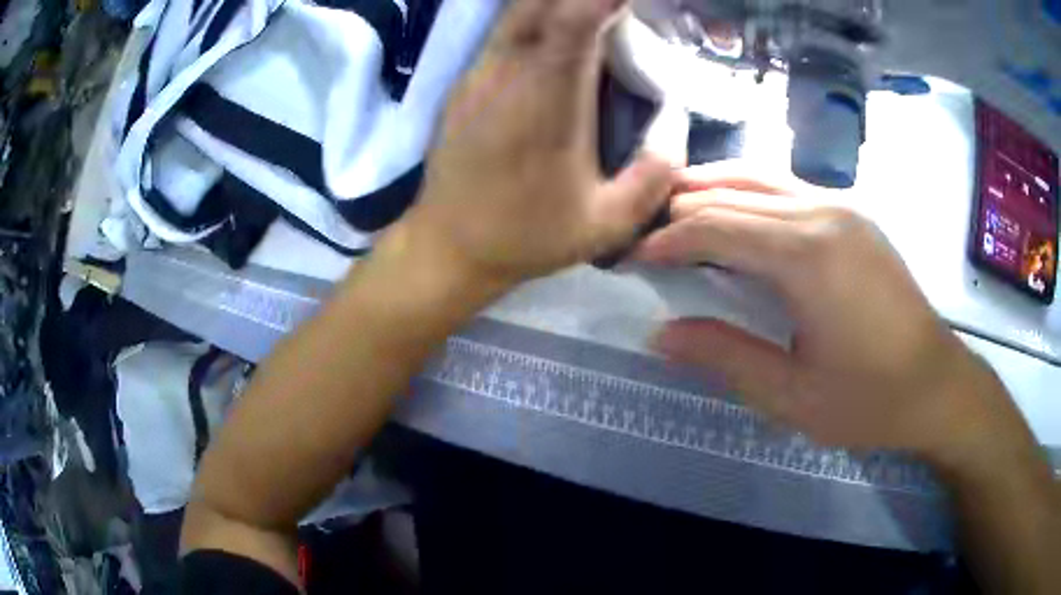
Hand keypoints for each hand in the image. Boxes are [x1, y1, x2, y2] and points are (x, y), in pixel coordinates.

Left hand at [405, 0, 673, 286]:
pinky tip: (557, 32)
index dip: (601, 0)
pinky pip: (504, 32)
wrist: (448, 246)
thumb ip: (653, 176)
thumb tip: (675, 125)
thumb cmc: (526, 237)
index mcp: (547, 103)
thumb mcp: (607, 225)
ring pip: (518, 12)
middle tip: (618, 8)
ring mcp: (479, 74)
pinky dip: (536, 18)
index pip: (572, 23)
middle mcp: (508, 75)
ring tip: (595, 15)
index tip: (627, 0)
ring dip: (557, 3)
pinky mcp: (465, 82)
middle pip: (540, 4)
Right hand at [635, 162, 1021, 457]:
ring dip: (713, 189)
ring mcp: (842, 206)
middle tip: (647, 235)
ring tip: (678, 212)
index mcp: (806, 254)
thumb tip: (659, 334)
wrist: (936, 384)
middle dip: (682, 210)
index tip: (633, 258)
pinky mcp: (854, 214)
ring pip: (760, 176)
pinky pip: (788, 185)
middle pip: (732, 191)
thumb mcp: (791, 395)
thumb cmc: (868, 400)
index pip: (714, 225)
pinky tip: (737, 215)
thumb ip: (724, 356)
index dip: (667, 239)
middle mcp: (822, 211)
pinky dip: (749, 192)